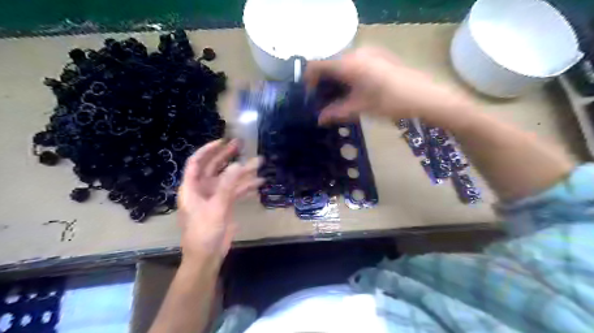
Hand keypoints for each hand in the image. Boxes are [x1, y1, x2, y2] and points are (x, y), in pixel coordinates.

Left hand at [178, 138, 263, 261]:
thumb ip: (227, 185)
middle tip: (242, 144)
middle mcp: (202, 189)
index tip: (223, 141)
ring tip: (259, 162)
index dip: (208, 150)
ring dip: (243, 172)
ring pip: (229, 179)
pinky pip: (236, 191)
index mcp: (192, 187)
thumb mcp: (216, 207)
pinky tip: (260, 182)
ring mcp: (215, 196)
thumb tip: (237, 164)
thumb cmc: (204, 231)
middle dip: (228, 156)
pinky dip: (246, 186)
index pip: (196, 162)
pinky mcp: (225, 204)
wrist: (207, 255)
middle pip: (215, 168)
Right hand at [304, 48, 475, 127]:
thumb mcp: (359, 108)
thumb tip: (319, 119)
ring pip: (342, 64)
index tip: (308, 95)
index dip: (308, 79)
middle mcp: (356, 53)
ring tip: (338, 98)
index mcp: (348, 64)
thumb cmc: (389, 102)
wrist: (424, 96)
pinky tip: (354, 90)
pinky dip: (348, 76)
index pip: (317, 65)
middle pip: (329, 64)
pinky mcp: (379, 56)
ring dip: (336, 80)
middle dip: (322, 82)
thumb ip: (336, 112)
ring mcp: (369, 52)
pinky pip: (355, 63)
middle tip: (323, 101)